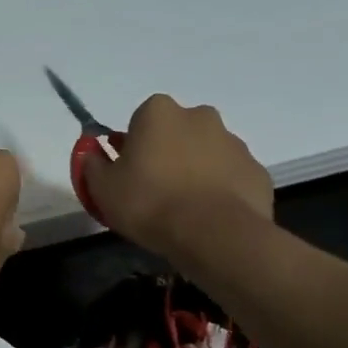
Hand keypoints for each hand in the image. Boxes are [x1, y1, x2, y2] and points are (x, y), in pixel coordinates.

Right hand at [80, 94, 272, 257]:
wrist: (214, 234)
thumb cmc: (149, 202)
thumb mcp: (102, 188)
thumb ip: (93, 164)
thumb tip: (91, 152)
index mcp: (159, 112)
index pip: (140, 120)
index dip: (132, 147)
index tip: (129, 174)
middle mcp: (200, 116)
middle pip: (177, 132)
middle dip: (167, 154)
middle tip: (155, 191)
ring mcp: (234, 143)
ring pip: (207, 154)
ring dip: (195, 172)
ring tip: (184, 211)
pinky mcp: (256, 171)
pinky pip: (231, 178)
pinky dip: (221, 192)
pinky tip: (209, 219)